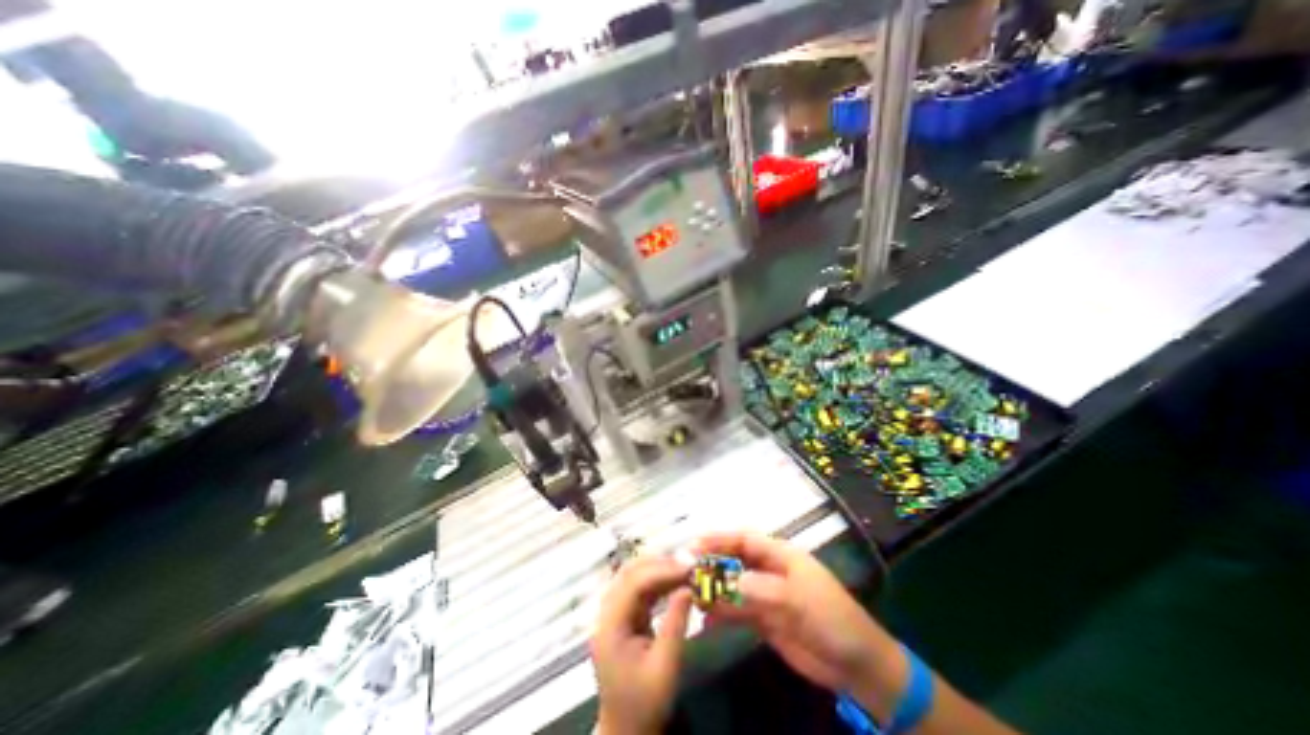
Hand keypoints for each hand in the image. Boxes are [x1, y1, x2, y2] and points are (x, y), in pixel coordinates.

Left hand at [596, 557, 694, 733]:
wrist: (626, 730)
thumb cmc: (645, 703)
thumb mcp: (665, 667)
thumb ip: (676, 624)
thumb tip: (688, 588)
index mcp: (610, 626)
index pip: (634, 584)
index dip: (661, 571)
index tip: (688, 569)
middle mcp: (607, 613)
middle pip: (629, 573)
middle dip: (659, 565)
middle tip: (687, 566)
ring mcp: (613, 613)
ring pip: (633, 576)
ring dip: (658, 570)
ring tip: (684, 571)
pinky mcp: (622, 616)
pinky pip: (638, 589)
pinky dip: (657, 582)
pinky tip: (674, 582)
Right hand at [694, 535, 901, 700]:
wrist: (857, 666)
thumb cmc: (832, 620)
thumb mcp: (798, 600)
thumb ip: (763, 589)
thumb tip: (729, 580)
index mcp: (781, 555)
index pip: (744, 540)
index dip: (719, 539)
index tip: (694, 545)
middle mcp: (770, 571)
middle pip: (735, 560)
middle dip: (711, 563)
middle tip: (685, 572)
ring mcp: (766, 595)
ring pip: (733, 586)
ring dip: (713, 589)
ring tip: (690, 596)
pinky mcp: (765, 619)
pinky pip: (738, 611)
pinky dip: (722, 613)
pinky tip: (705, 621)